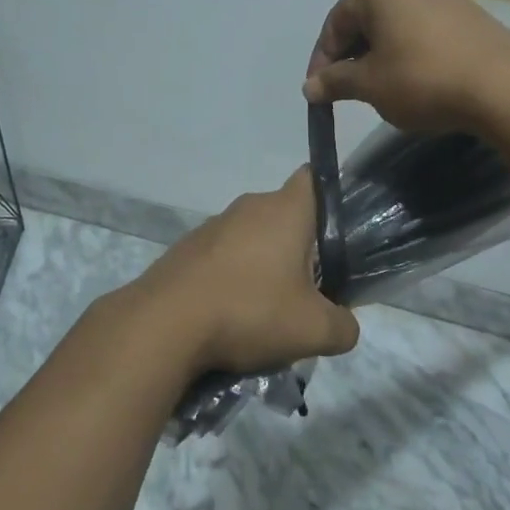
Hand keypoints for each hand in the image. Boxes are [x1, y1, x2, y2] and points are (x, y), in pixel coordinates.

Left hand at [124, 169, 359, 375]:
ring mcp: (213, 226)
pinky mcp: (187, 248)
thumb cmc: (249, 311)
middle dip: (300, 247)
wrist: (165, 324)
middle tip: (310, 288)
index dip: (331, 198)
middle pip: (286, 215)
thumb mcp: (313, 330)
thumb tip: (344, 325)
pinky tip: (231, 315)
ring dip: (264, 265)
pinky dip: (233, 278)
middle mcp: (249, 207)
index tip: (339, 233)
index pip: (315, 179)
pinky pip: (223, 256)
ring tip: (268, 310)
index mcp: (284, 210)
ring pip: (252, 238)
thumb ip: (343, 327)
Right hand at [301, 0, 509, 132]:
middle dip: (352, 55)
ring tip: (380, 87)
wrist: (503, 86)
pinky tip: (415, 79)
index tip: (319, 92)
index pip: (335, 23)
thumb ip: (335, 81)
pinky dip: (409, 50)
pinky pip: (423, 28)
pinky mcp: (468, 11)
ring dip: (380, 54)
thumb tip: (310, 87)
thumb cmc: (422, 78)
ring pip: (395, 24)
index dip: (322, 60)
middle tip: (347, 90)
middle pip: (366, 19)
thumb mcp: (369, 84)